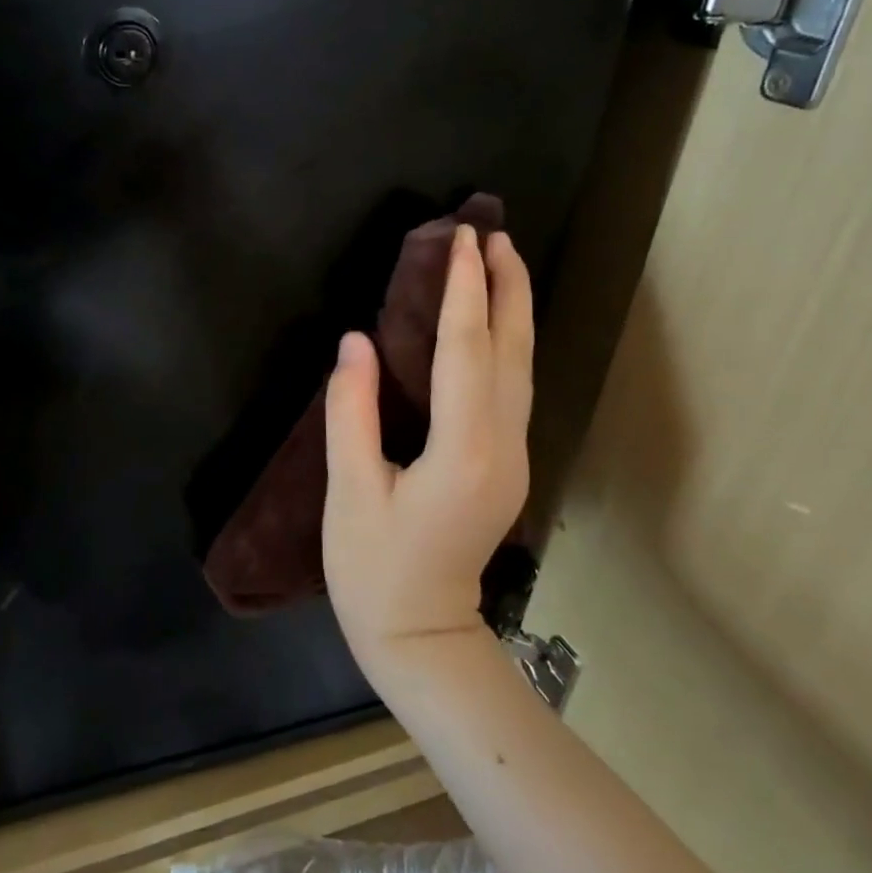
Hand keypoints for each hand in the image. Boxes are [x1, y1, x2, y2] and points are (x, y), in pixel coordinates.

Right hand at [323, 224, 533, 658]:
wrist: (422, 639)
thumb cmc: (374, 571)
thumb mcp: (349, 491)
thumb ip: (352, 412)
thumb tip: (356, 341)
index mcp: (463, 449)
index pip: (465, 349)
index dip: (462, 290)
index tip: (460, 238)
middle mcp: (502, 445)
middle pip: (511, 351)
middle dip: (507, 287)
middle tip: (495, 234)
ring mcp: (513, 458)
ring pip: (522, 369)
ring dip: (514, 311)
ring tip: (504, 263)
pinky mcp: (506, 467)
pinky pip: (514, 389)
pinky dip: (507, 344)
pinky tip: (495, 327)